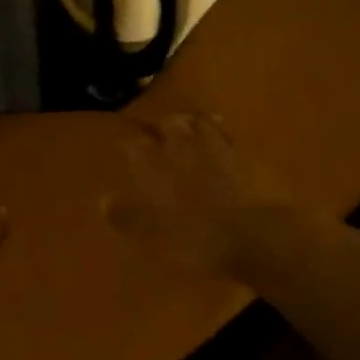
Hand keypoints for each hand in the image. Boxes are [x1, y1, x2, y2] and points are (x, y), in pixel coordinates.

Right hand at [104, 113, 284, 281]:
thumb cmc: (200, 241)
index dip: (131, 147)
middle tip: (161, 121)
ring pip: (205, 134)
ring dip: (197, 124)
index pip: (140, 152)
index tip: (125, 142)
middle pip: (174, 134)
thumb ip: (130, 217)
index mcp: (162, 175)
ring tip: (193, 118)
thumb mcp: (157, 234)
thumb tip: (102, 200)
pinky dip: (226, 136)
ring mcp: (220, 161)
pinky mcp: (248, 168)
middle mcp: (188, 160)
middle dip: (165, 126)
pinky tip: (226, 132)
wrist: (257, 239)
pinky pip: (232, 145)